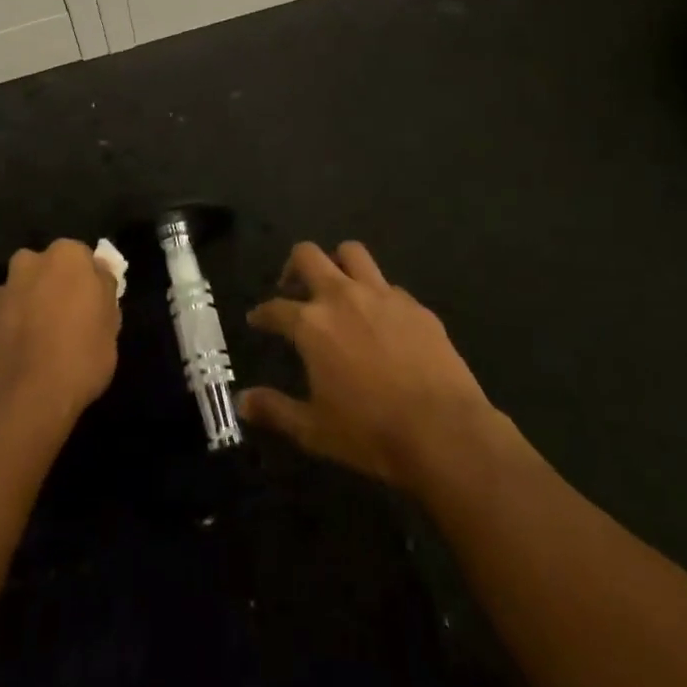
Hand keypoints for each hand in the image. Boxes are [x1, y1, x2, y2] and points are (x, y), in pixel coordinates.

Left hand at [0, 239, 120, 440]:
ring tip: (41, 345)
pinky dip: (11, 330)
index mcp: (66, 256)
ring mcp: (0, 292)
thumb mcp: (111, 326)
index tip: (93, 306)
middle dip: (54, 287)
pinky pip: (4, 318)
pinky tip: (21, 358)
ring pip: (22, 292)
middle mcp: (29, 263)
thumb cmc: (78, 359)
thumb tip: (98, 274)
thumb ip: (104, 291)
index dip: (89, 282)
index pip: (83, 258)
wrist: (21, 404)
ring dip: (30, 307)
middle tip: (68, 321)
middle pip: (47, 270)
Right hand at [242, 242, 499, 490]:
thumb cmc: (371, 433)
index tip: (257, 319)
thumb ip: (275, 410)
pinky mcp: (415, 305)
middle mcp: (342, 296)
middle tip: (292, 287)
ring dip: (337, 262)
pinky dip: (377, 294)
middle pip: (308, 255)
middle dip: (293, 265)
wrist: (444, 432)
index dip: (262, 314)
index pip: (275, 308)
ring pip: (352, 252)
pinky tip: (380, 319)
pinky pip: (389, 286)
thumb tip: (241, 401)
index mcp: (312, 324)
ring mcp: (382, 295)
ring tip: (336, 285)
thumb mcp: (314, 430)